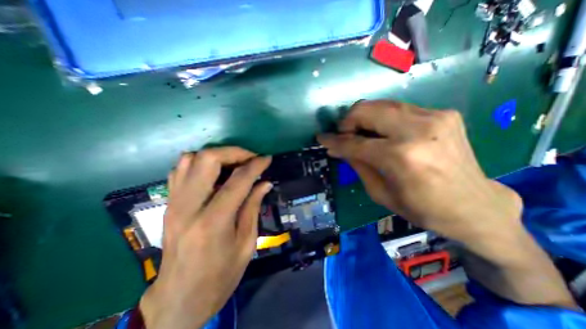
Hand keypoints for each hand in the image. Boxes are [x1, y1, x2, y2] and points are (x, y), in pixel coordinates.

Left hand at [140, 147, 273, 328]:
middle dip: (234, 152)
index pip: (238, 180)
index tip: (267, 158)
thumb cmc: (220, 276)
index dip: (255, 165)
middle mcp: (188, 207)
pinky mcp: (168, 204)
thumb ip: (253, 207)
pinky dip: (199, 163)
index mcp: (213, 222)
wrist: (178, 299)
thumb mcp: (246, 244)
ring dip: (217, 155)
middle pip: (207, 159)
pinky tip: (215, 172)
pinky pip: (180, 170)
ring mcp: (174, 203)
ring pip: (190, 159)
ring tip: (234, 164)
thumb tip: (265, 183)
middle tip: (250, 158)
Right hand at [319, 101, 523, 250]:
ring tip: (359, 133)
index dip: (334, 140)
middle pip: (367, 110)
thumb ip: (358, 165)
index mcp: (401, 157)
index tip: (321, 138)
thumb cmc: (423, 208)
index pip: (354, 143)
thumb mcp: (380, 193)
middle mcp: (418, 130)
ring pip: (381, 104)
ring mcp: (434, 116)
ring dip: (363, 117)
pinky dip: (381, 118)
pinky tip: (381, 132)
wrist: (475, 205)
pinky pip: (398, 108)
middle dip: (347, 121)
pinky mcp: (443, 113)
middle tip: (343, 135)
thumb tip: (338, 148)